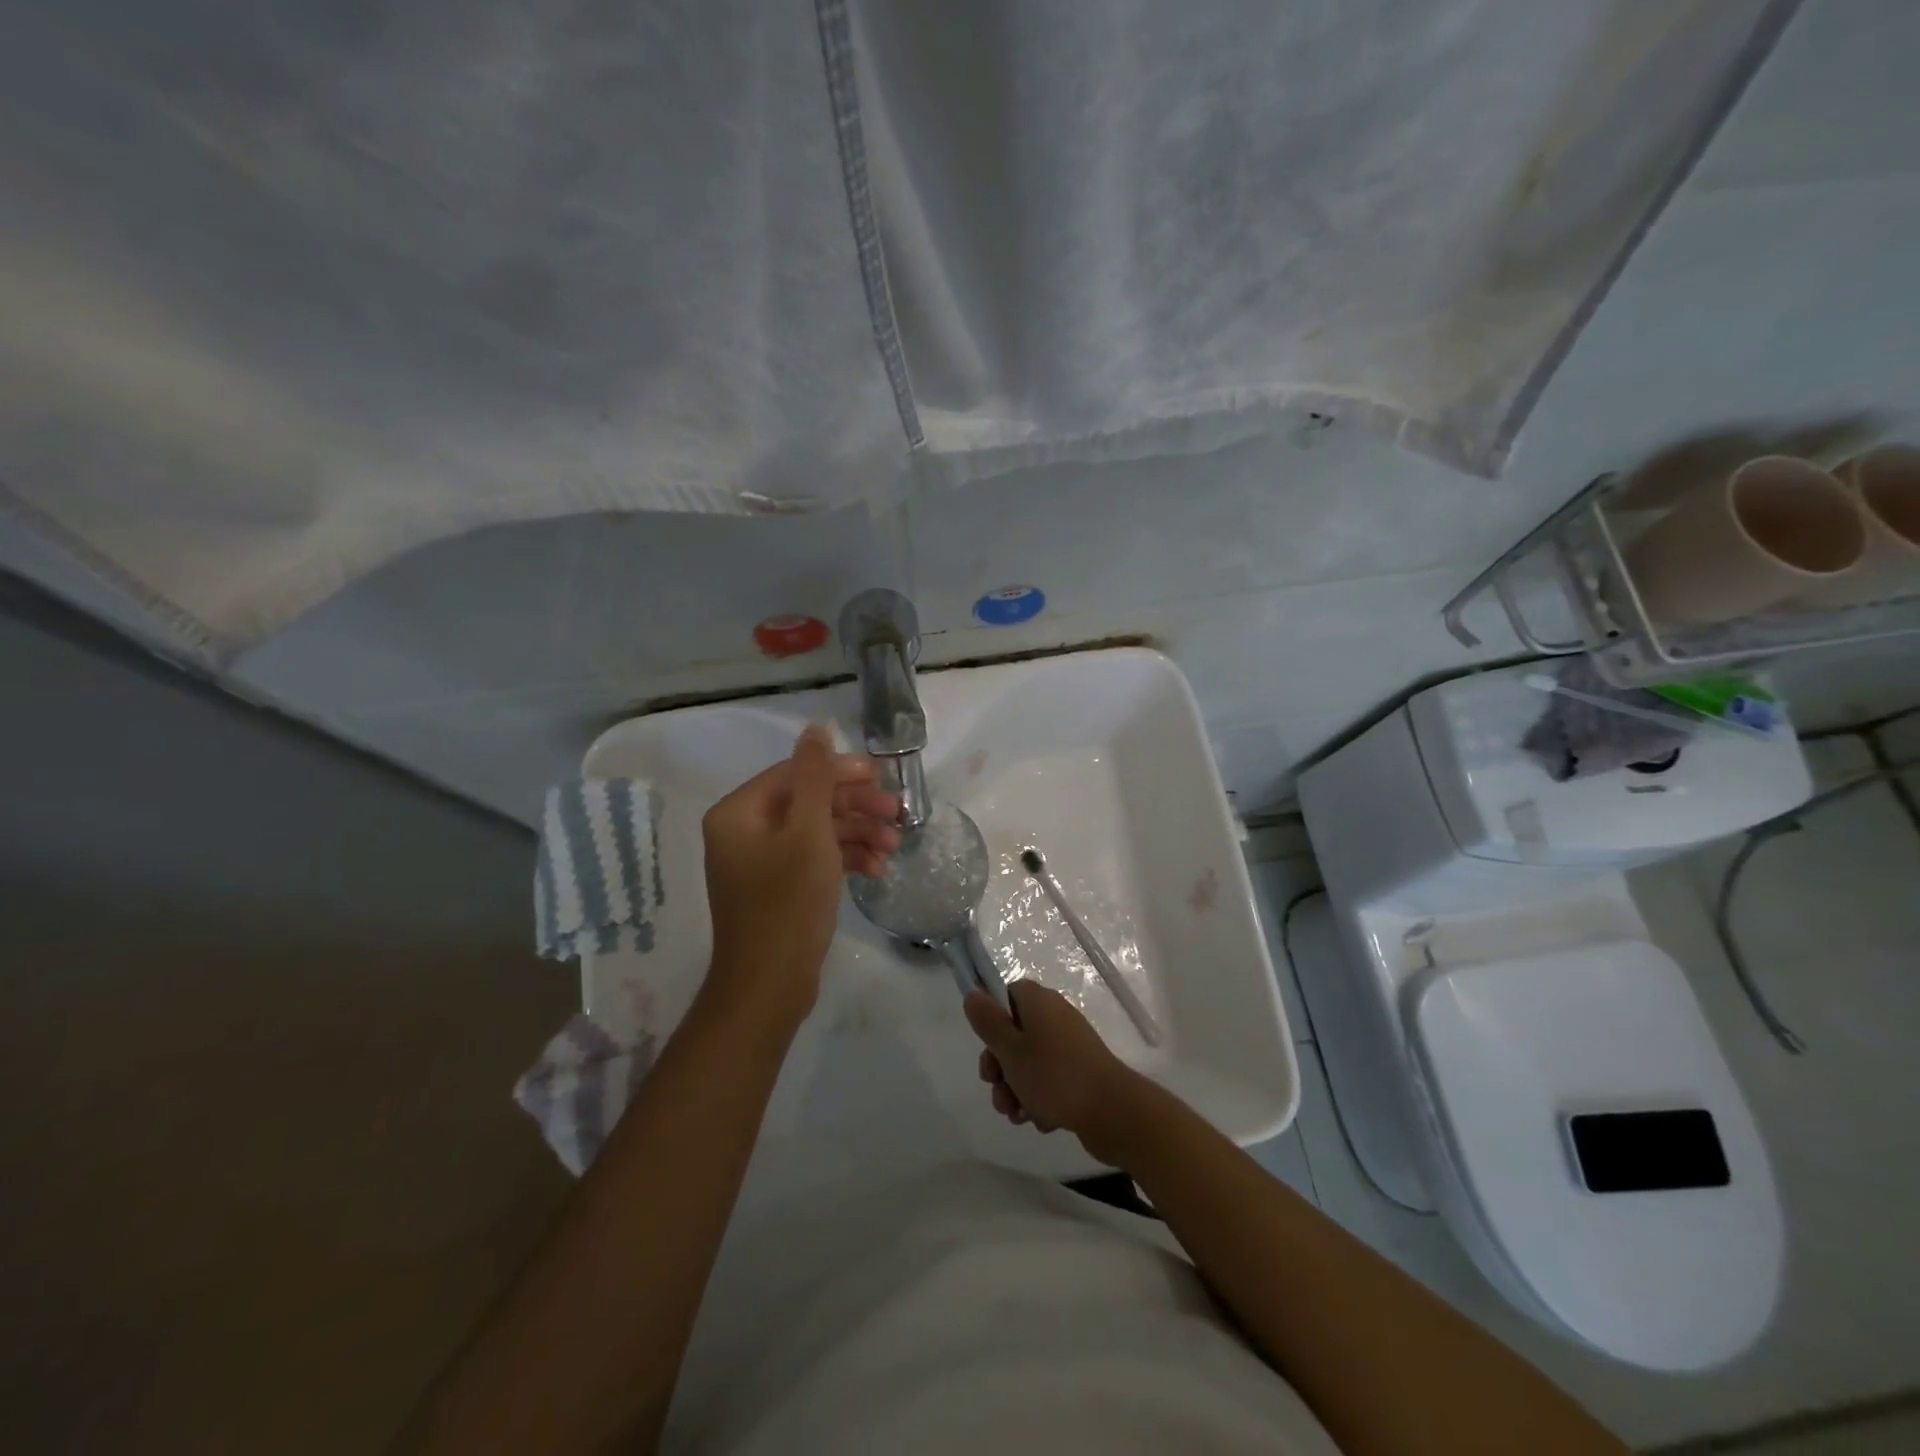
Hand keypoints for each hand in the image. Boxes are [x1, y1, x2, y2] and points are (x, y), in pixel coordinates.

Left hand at [701, 725, 900, 1028]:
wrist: (769, 987)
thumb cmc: (787, 903)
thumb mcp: (808, 833)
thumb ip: (814, 776)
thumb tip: (816, 726)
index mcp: (739, 812)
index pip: (795, 773)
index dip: (841, 772)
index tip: (882, 780)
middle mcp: (744, 831)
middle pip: (807, 801)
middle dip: (855, 808)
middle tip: (896, 814)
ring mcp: (760, 862)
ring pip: (815, 831)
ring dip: (856, 834)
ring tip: (895, 846)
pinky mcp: (778, 887)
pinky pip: (813, 859)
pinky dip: (844, 860)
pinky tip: (877, 869)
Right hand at [965, 982, 1145, 1166]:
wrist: (1112, 1112)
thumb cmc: (1054, 1075)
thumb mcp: (1010, 1048)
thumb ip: (988, 1021)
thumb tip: (973, 993)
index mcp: (1038, 1001)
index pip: (1006, 995)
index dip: (992, 1021)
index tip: (988, 1047)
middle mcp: (1055, 1017)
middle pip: (1014, 1034)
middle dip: (1000, 1067)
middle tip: (998, 1089)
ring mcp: (1070, 1046)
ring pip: (1029, 1063)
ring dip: (1016, 1089)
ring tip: (1018, 1115)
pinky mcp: (1080, 1074)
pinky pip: (1049, 1081)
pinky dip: (1040, 1099)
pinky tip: (1041, 1120)